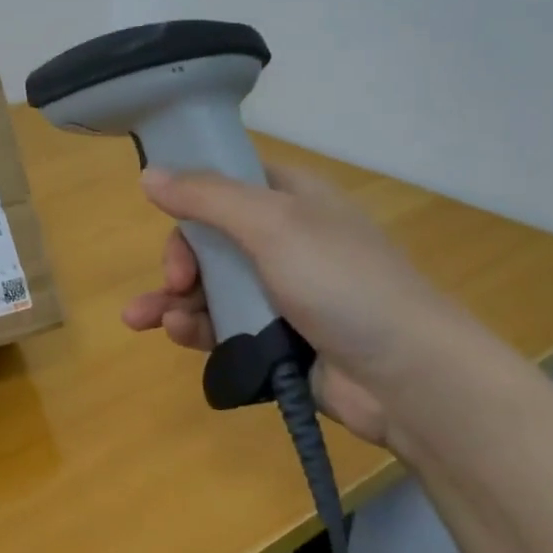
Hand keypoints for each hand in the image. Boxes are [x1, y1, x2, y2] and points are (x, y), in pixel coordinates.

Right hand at [120, 163, 475, 448]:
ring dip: (173, 299)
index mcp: (292, 199)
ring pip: (210, 287)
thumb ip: (206, 197)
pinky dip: (195, 328)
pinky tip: (176, 334)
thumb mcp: (272, 224)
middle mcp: (285, 241)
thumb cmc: (342, 282)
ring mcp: (282, 293)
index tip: (163, 215)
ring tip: (143, 319)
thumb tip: (148, 174)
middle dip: (180, 259)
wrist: (409, 378)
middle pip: (210, 239)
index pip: (227, 182)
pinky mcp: (276, 339)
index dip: (191, 195)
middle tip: (175, 281)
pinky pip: (223, 327)